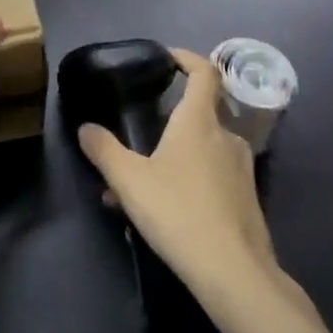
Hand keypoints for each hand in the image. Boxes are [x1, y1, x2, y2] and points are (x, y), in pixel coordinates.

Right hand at [77, 48, 275, 300]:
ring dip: (172, 156)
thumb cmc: (178, 212)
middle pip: (200, 113)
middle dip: (169, 119)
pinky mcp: (247, 201)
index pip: (204, 73)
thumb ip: (104, 150)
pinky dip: (186, 181)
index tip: (166, 58)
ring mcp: (241, 171)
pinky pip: (211, 177)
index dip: (187, 59)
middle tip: (139, 133)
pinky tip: (160, 211)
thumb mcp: (128, 179)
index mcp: (199, 122)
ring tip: (137, 183)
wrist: (234, 273)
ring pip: (202, 150)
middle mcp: (226, 138)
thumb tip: (85, 128)